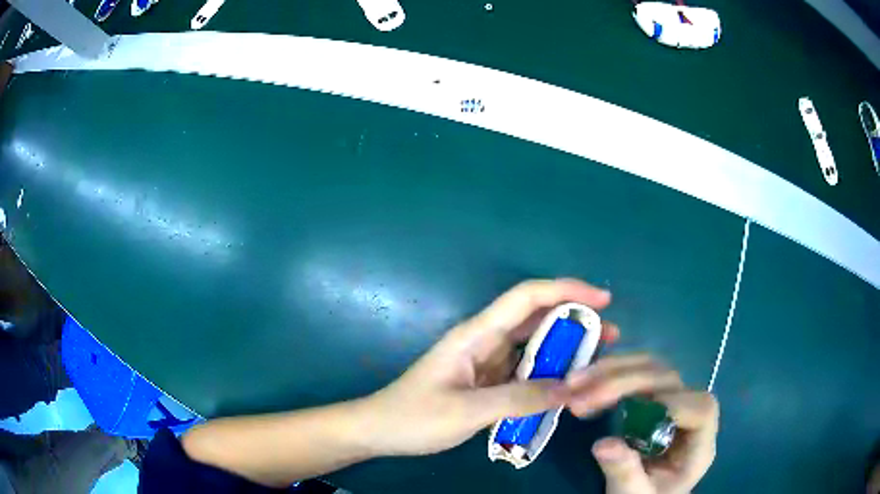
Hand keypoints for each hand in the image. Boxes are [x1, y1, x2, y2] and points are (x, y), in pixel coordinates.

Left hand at [364, 279, 618, 455]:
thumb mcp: (467, 411)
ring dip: (565, 350)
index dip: (566, 290)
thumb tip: (570, 388)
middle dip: (575, 321)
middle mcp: (485, 341)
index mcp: (476, 335)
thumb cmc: (415, 417)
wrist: (379, 430)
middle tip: (611, 336)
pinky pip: (524, 370)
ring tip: (598, 361)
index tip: (602, 300)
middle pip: (536, 319)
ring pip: (533, 346)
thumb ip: (519, 399)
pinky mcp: (486, 381)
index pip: (527, 298)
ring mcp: (486, 362)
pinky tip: (567, 385)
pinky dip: (548, 373)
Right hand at [565, 356, 718, 493]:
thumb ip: (625, 473)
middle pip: (669, 380)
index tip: (632, 417)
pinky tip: (583, 379)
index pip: (702, 409)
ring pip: (650, 368)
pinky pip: (635, 372)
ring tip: (573, 383)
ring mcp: (670, 400)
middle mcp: (688, 414)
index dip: (674, 405)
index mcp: (698, 443)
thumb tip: (603, 443)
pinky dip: (607, 372)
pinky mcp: (651, 396)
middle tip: (579, 398)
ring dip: (610, 371)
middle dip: (623, 383)